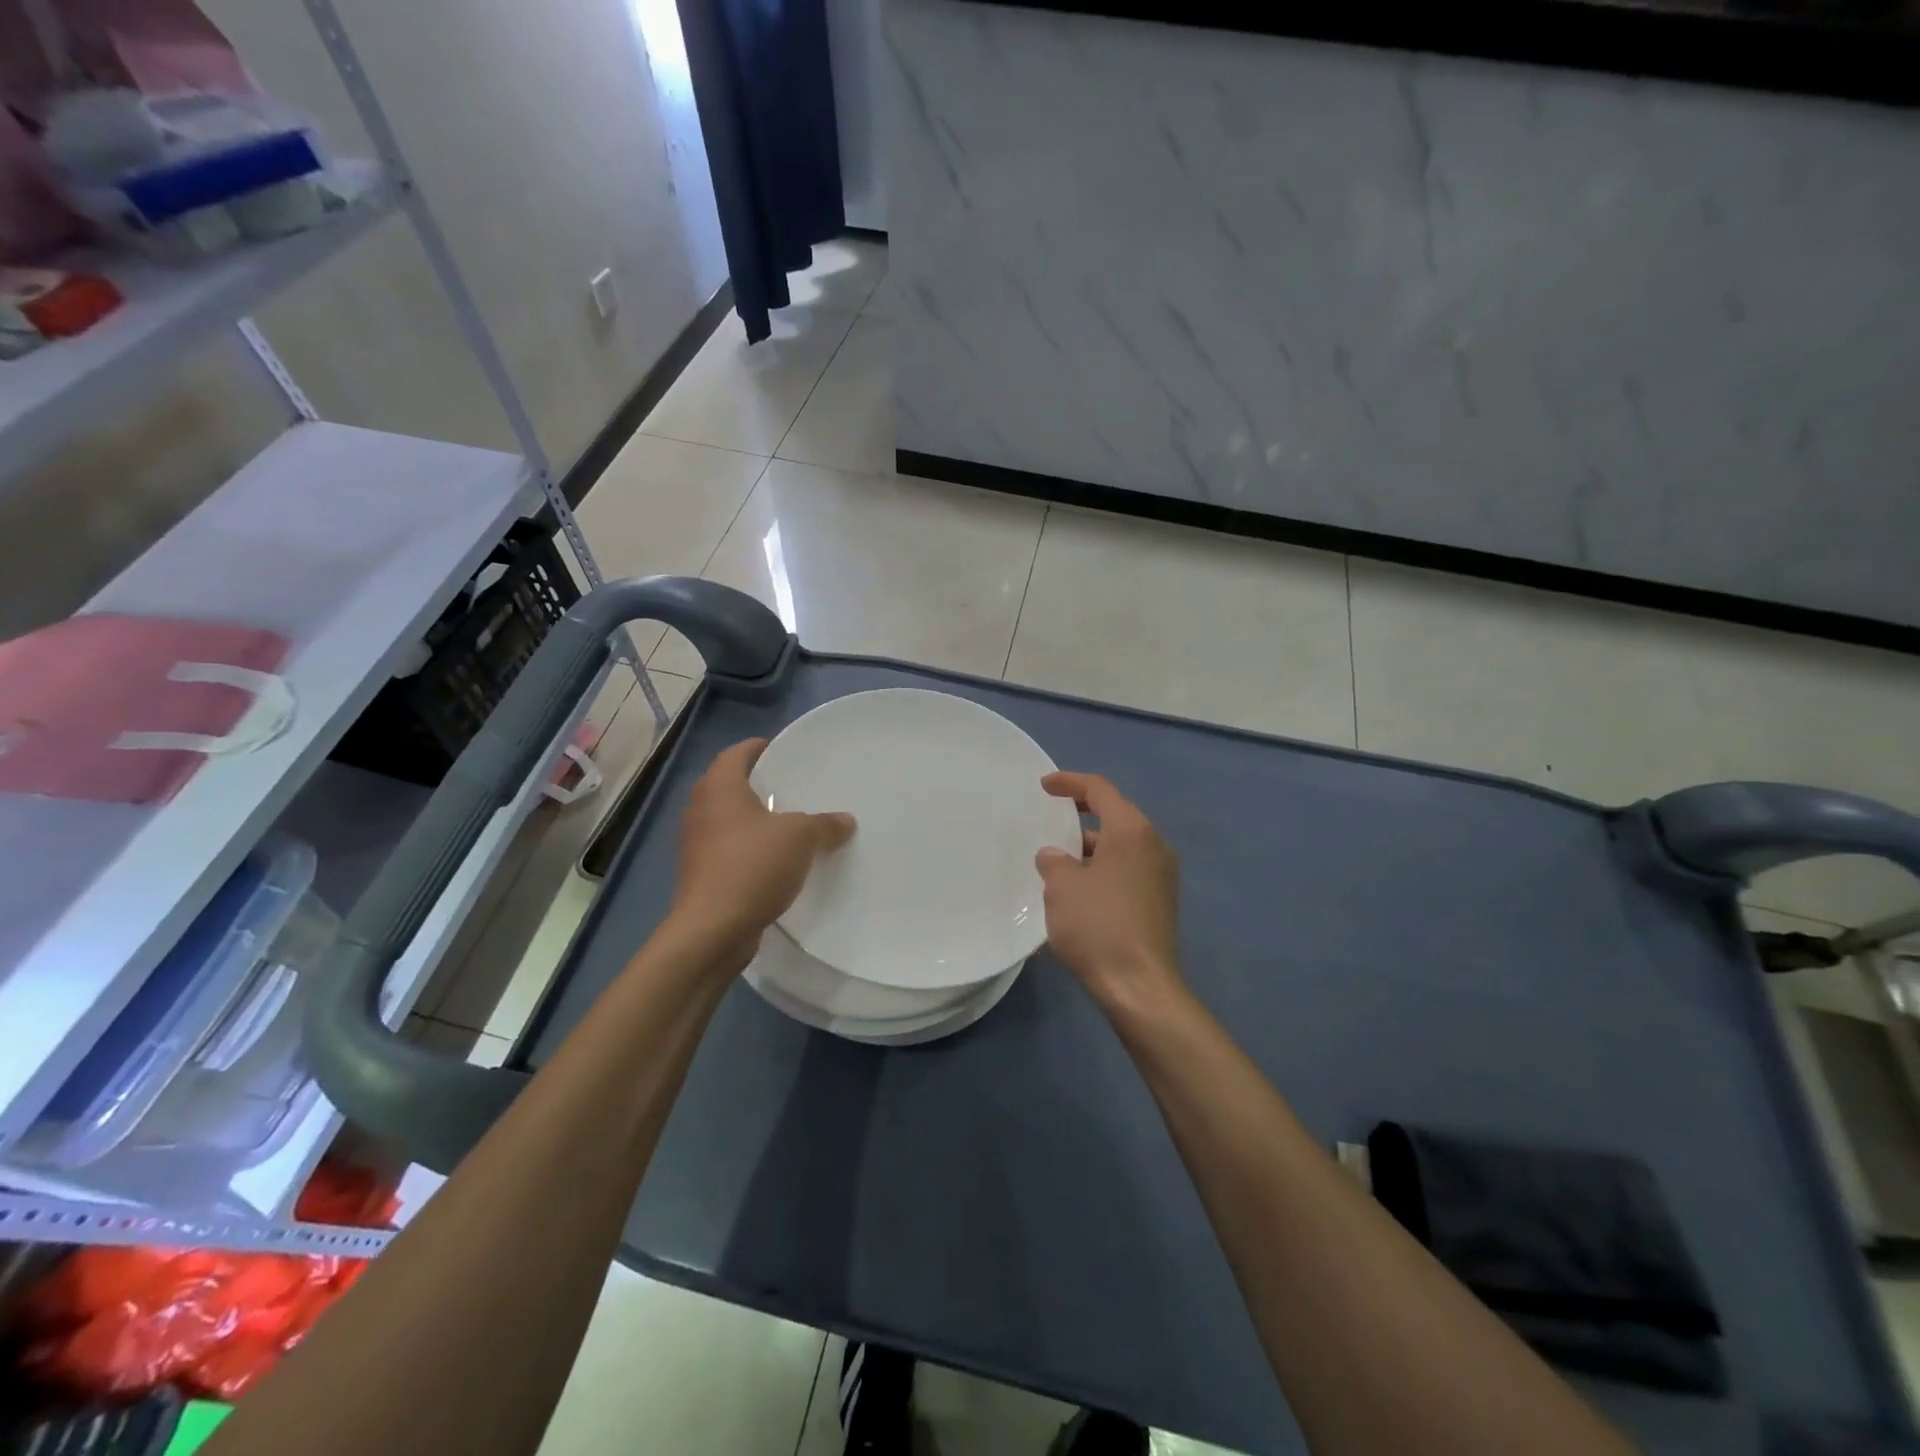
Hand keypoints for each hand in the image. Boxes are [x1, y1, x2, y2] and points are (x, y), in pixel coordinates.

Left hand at [668, 738, 854, 966]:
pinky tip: (778, 861)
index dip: (760, 748)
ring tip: (792, 824)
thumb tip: (845, 820)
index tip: (784, 751)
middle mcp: (701, 810)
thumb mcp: (800, 838)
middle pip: (730, 785)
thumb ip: (824, 824)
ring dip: (756, 820)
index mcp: (719, 788)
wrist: (711, 930)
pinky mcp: (702, 874)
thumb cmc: (751, 866)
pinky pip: (730, 850)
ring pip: (730, 820)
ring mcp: (698, 844)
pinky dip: (751, 849)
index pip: (736, 753)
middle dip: (760, 785)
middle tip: (795, 787)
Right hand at [1035, 771, 1180, 1006]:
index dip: (1070, 782)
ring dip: (1091, 847)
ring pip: (1122, 847)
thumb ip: (1054, 861)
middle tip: (1052, 819)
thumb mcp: (1062, 887)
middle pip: (1116, 816)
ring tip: (1060, 861)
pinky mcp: (1161, 902)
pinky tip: (1080, 890)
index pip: (1100, 790)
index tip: (1044, 786)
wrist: (1140, 986)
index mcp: (1131, 831)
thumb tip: (1055, 856)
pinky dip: (1104, 869)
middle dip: (1081, 816)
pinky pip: (1128, 871)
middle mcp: (1154, 845)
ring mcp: (1162, 875)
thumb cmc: (1098, 926)